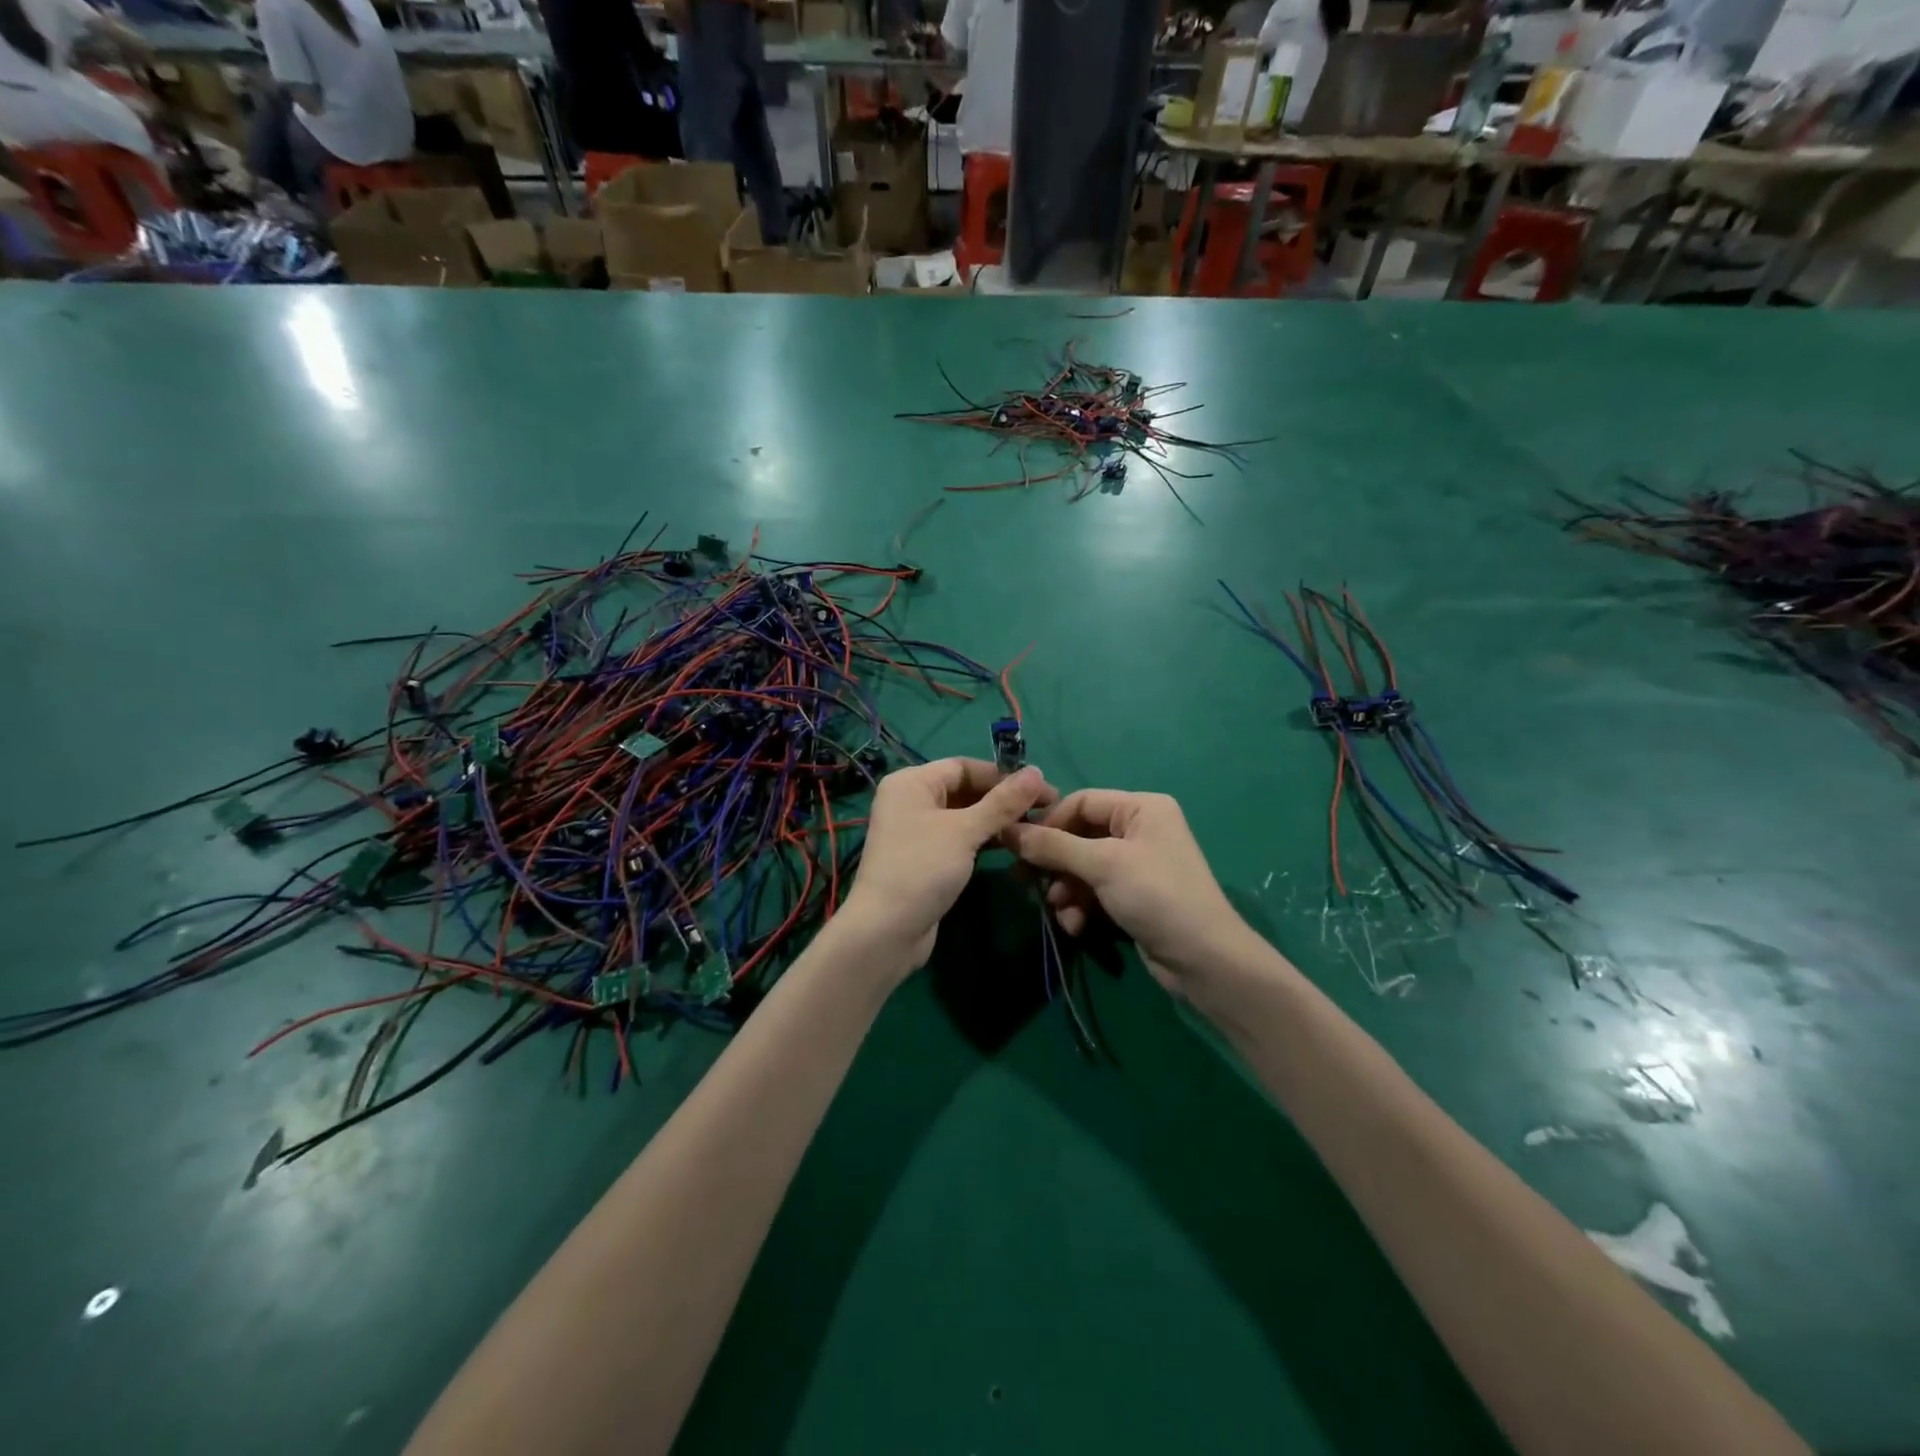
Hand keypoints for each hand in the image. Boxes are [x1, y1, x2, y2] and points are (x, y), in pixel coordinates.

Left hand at [841, 759, 1055, 973]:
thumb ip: (1002, 802)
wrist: (887, 931)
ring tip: (1038, 828)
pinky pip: (961, 838)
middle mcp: (912, 800)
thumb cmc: (922, 868)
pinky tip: (1014, 846)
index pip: (964, 767)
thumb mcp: (965, 831)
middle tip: (1047, 810)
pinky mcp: (927, 858)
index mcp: (912, 782)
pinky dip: (985, 839)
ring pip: (966, 816)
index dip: (1003, 775)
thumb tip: (1038, 772)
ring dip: (998, 821)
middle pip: (966, 790)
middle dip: (1004, 799)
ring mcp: (918, 831)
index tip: (1042, 788)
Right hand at [1004, 790, 1251, 991]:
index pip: (1081, 802)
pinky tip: (1076, 926)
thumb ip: (1053, 846)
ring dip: (1065, 890)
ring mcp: (1137, 865)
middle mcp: (1140, 829)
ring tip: (1058, 910)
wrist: (1203, 959)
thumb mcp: (1102, 865)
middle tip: (1023, 881)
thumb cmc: (1156, 896)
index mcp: (1141, 808)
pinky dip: (1081, 906)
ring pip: (1083, 868)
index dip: (1048, 822)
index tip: (1018, 846)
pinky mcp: (1133, 896)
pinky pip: (1095, 891)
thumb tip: (1008, 829)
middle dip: (1054, 863)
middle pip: (1079, 836)